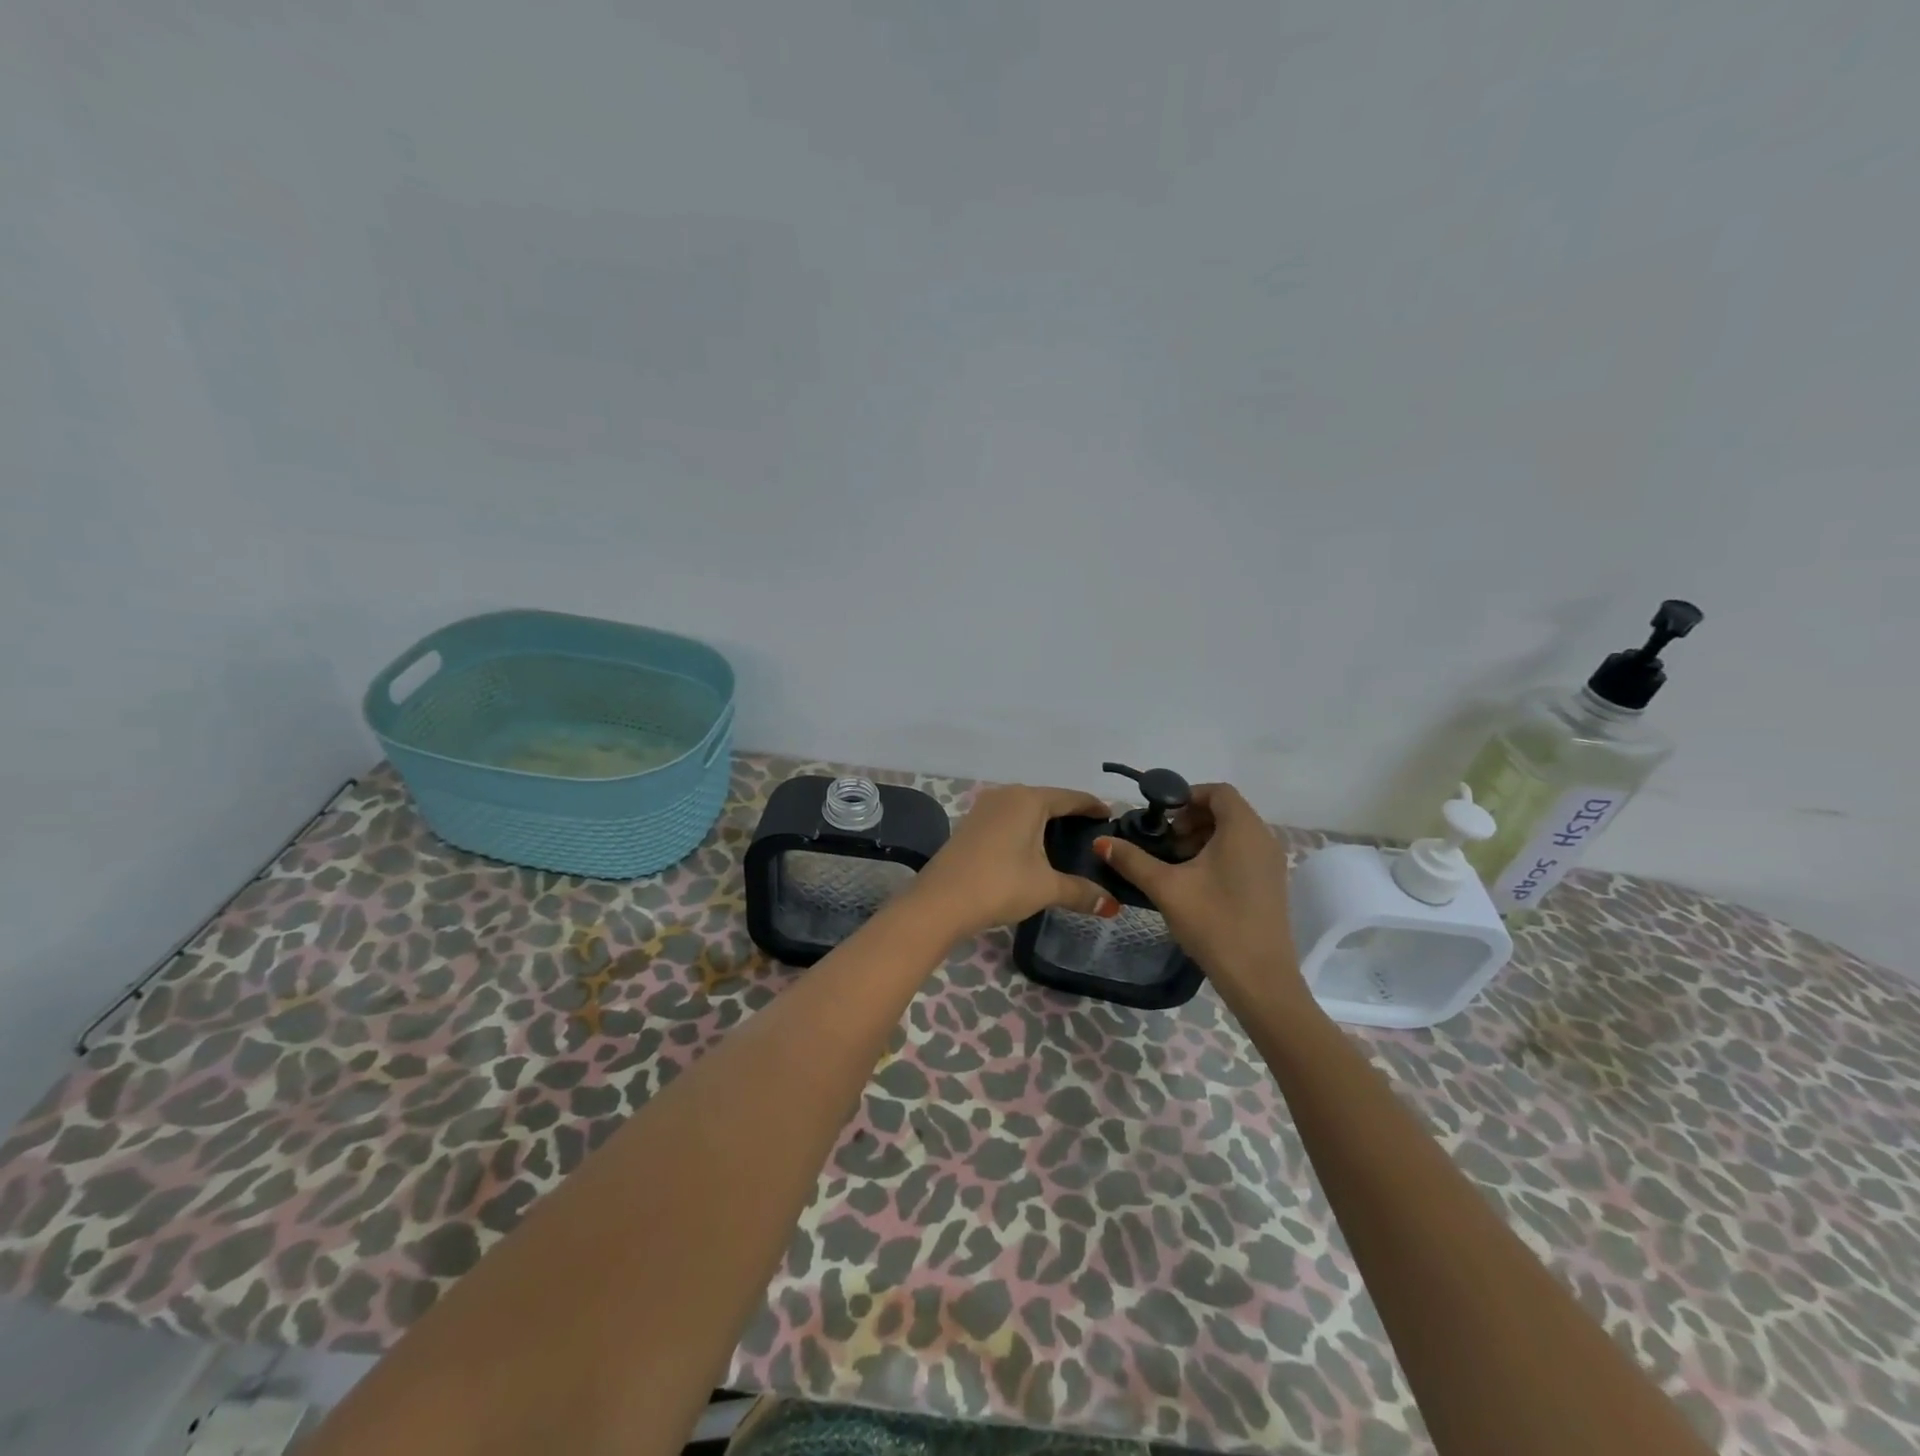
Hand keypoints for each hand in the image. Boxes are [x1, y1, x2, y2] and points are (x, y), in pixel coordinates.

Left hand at [909, 785, 1119, 938]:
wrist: (940, 901)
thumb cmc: (1000, 884)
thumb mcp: (1046, 888)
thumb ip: (1081, 891)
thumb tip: (1111, 905)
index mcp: (1029, 800)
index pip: (1071, 798)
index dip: (1093, 806)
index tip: (1111, 816)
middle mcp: (1006, 795)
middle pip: (1047, 799)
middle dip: (1069, 814)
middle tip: (1092, 834)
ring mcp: (984, 808)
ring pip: (1024, 808)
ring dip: (1044, 821)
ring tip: (1065, 841)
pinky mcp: (970, 824)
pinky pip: (1007, 819)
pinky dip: (1024, 829)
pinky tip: (1031, 848)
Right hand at [1095, 783, 1306, 1005]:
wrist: (1259, 977)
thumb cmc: (1214, 922)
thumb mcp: (1166, 887)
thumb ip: (1132, 860)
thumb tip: (1100, 841)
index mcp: (1243, 829)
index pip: (1218, 791)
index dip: (1186, 796)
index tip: (1162, 819)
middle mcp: (1264, 838)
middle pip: (1226, 810)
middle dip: (1192, 819)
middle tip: (1166, 844)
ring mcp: (1272, 863)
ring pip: (1235, 833)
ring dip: (1204, 838)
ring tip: (1177, 864)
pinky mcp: (1272, 884)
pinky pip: (1244, 852)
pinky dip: (1219, 854)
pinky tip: (1197, 883)